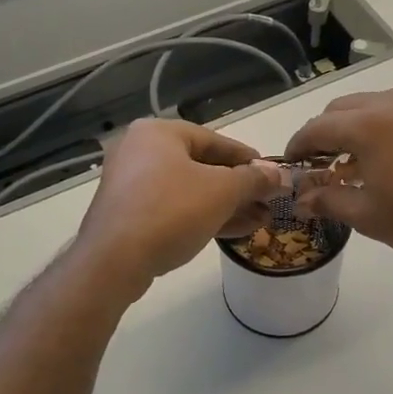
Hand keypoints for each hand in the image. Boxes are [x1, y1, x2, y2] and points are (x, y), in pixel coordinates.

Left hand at [77, 120, 285, 293]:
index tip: (271, 174)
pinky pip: (173, 209)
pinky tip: (233, 231)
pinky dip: (202, 216)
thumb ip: (253, 180)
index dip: (248, 158)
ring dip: (226, 205)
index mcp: (158, 133)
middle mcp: (140, 151)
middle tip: (267, 202)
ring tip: (260, 221)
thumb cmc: (171, 211)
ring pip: (189, 191)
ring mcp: (131, 185)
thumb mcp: (222, 191)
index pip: (214, 140)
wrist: (113, 261)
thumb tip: (279, 175)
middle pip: (202, 166)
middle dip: (239, 188)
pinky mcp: (128, 215)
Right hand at [284, 88, 392, 271]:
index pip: (317, 127)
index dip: (298, 145)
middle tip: (324, 164)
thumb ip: (328, 200)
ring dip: (358, 127)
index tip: (292, 164)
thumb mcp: (369, 216)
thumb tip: (301, 199)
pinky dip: (389, 126)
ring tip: (361, 161)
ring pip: (375, 105)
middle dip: (326, 133)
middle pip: (344, 109)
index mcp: (368, 125)